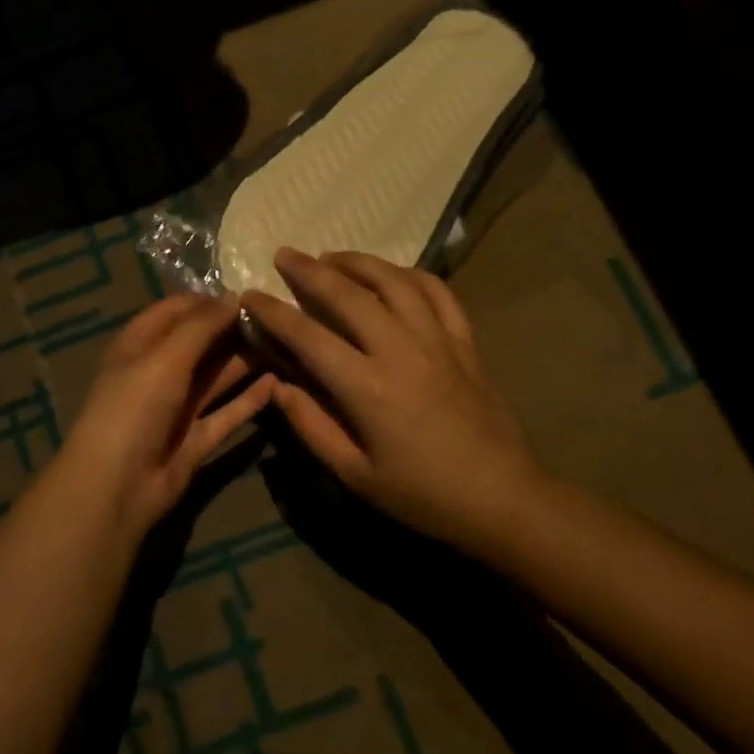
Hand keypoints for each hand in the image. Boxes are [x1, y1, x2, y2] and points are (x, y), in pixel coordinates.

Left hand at [48, 294, 275, 533]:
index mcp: (140, 344)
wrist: (117, 486)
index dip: (210, 301)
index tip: (252, 295)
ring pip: (217, 377)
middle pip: (202, 343)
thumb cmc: (134, 407)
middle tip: (281, 318)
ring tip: (287, 345)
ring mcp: (178, 407)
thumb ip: (201, 326)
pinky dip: (249, 399)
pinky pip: (227, 413)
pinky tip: (278, 383)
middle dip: (234, 330)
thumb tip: (236, 297)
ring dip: (246, 362)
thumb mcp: (165, 357)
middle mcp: (159, 371)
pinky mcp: (196, 438)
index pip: (177, 310)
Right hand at [242, 248, 552, 545]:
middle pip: (348, 294)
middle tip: (284, 255)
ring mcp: (437, 340)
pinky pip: (438, 292)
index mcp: (367, 387)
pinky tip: (392, 274)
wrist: (502, 498)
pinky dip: (410, 274)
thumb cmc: (422, 494)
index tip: (251, 296)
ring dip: (358, 262)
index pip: (308, 335)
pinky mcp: (465, 341)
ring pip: (393, 281)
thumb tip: (278, 385)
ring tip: (332, 257)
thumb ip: (311, 426)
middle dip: (309, 271)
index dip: (274, 312)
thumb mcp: (354, 475)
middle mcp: (400, 350)